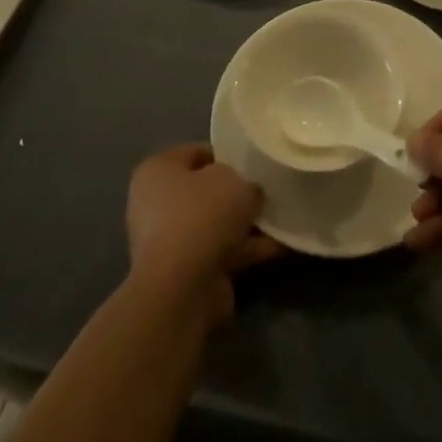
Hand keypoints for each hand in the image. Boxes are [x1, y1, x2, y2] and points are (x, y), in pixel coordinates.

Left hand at [126, 145, 282, 320]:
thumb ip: (245, 180)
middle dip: (239, 192)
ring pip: (217, 223)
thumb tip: (251, 193)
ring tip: (284, 216)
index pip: (197, 152)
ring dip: (247, 223)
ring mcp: (171, 241)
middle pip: (207, 190)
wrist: (182, 289)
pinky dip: (249, 249)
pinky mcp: (187, 272)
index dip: (228, 153)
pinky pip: (224, 251)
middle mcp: (157, 204)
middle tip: (270, 188)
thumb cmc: (201, 215)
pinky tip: (282, 245)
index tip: (255, 160)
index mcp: (158, 171)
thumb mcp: (234, 180)